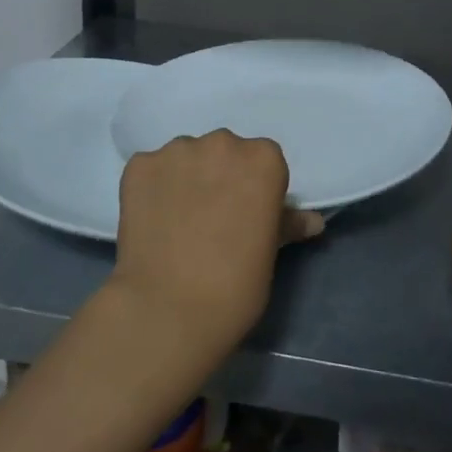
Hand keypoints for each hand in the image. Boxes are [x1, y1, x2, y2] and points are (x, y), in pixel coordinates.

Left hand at [110, 130, 323, 360]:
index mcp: (264, 159)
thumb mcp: (270, 252)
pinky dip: (153, 188)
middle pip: (224, 152)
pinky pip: (151, 170)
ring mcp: (177, 151)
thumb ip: (287, 224)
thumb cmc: (236, 284)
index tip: (247, 214)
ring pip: (185, 157)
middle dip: (219, 176)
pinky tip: (152, 220)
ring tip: (178, 220)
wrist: (169, 307)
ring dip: (185, 178)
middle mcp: (222, 143)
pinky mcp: (139, 165)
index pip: (264, 161)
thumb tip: (312, 221)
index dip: (254, 187)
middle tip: (212, 217)